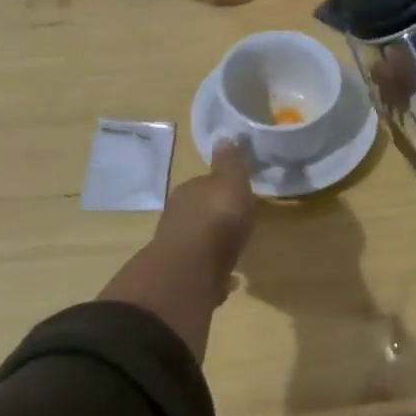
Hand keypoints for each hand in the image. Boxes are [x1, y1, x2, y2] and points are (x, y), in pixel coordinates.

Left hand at [152, 140, 258, 290]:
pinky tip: (229, 279)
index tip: (237, 193)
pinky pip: (204, 270)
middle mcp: (179, 217)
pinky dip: (215, 272)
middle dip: (215, 217)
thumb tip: (225, 136)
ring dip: (214, 245)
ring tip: (235, 251)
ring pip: (200, 242)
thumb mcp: (231, 181)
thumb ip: (230, 162)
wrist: (192, 269)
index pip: (204, 184)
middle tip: (237, 222)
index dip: (220, 187)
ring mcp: (179, 249)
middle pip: (200, 213)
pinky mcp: (185, 278)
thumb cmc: (217, 217)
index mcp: (190, 191)